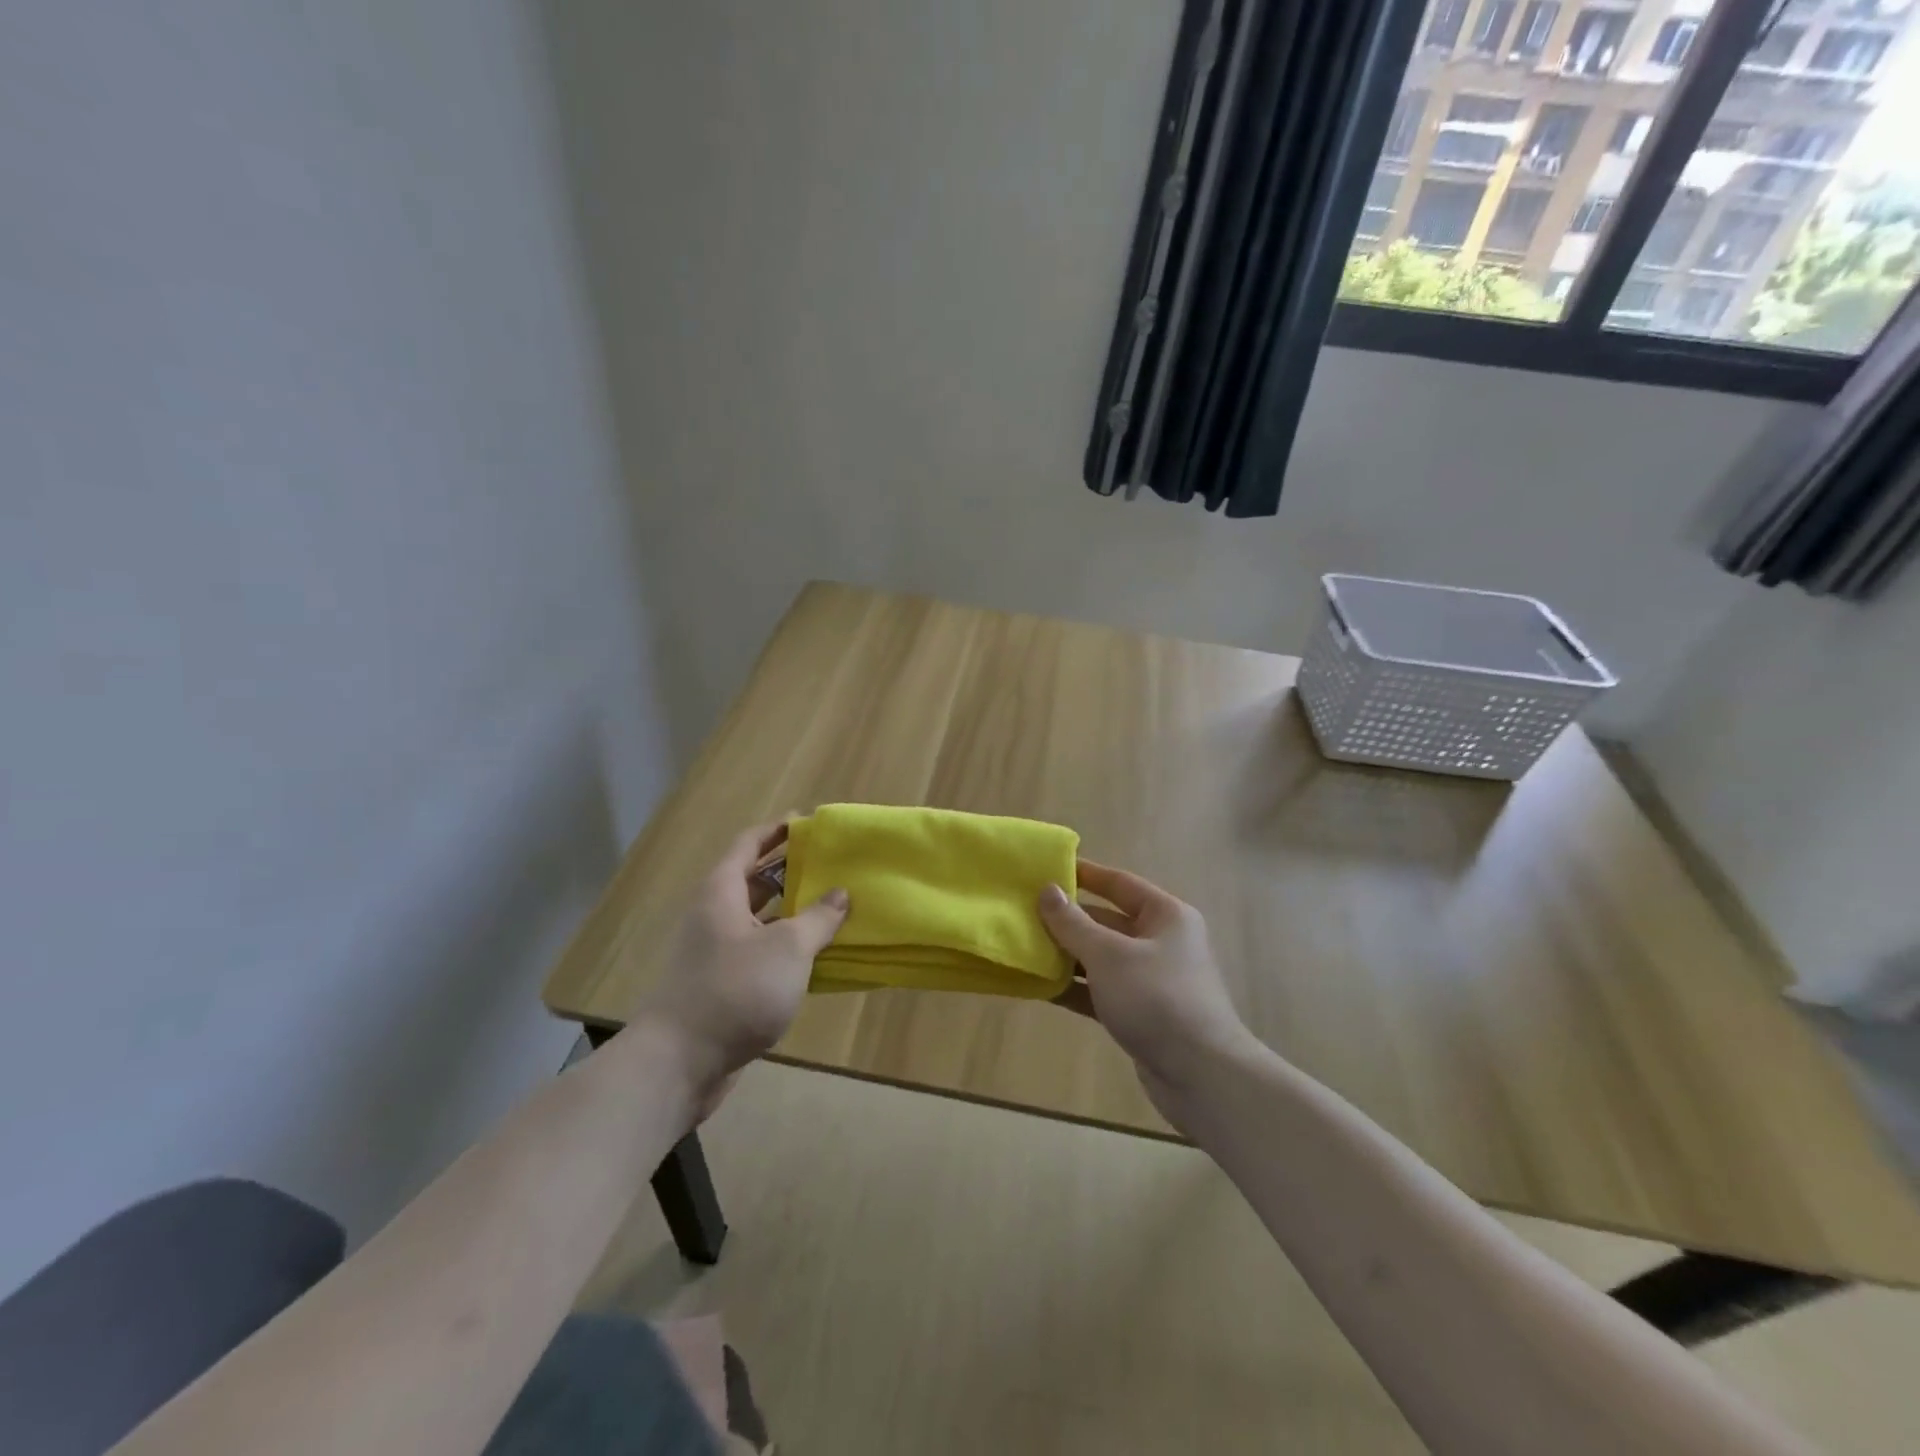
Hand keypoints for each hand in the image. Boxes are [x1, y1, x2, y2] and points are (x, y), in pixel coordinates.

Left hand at [627, 821, 848, 1115]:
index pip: (748, 844)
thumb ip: (817, 918)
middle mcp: (715, 915)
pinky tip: (816, 955)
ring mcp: (717, 952)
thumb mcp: (787, 948)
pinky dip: (786, 947)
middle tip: (830, 866)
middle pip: (754, 880)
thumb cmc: (735, 990)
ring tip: (833, 906)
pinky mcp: (724, 985)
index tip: (807, 822)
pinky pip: (760, 952)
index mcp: (721, 893)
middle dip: (791, 871)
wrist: (680, 1063)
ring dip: (792, 912)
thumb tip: (840, 893)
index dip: (776, 831)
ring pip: (760, 919)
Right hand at [1038, 860, 1262, 1124]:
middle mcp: (1162, 942)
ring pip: (1102, 958)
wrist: (1201, 1075)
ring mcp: (1152, 980)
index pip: (1119, 883)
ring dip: (1067, 955)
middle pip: (1107, 921)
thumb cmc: (1156, 998)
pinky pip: (1102, 990)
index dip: (1084, 874)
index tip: (1047, 868)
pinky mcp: (1142, 1013)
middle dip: (1068, 919)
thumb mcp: (1108, 955)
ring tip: (1024, 947)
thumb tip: (1047, 890)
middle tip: (1024, 912)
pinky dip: (1076, 987)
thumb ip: (1073, 923)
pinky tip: (1041, 987)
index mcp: (1165, 915)